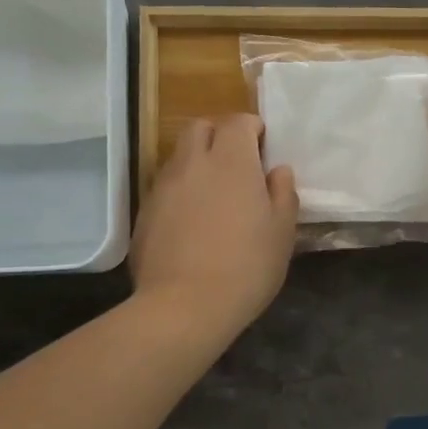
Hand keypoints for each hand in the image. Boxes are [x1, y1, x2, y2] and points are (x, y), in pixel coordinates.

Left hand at [131, 114, 298, 333]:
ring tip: (213, 193)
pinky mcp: (144, 212)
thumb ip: (283, 194)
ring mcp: (163, 186)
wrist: (184, 307)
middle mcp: (193, 163)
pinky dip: (180, 190)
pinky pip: (165, 187)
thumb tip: (278, 170)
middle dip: (219, 134)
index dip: (252, 128)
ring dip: (197, 162)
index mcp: (231, 161)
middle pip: (200, 128)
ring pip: (179, 156)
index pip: (238, 122)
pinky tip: (191, 220)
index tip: (262, 146)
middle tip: (236, 162)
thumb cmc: (246, 268)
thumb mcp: (282, 233)